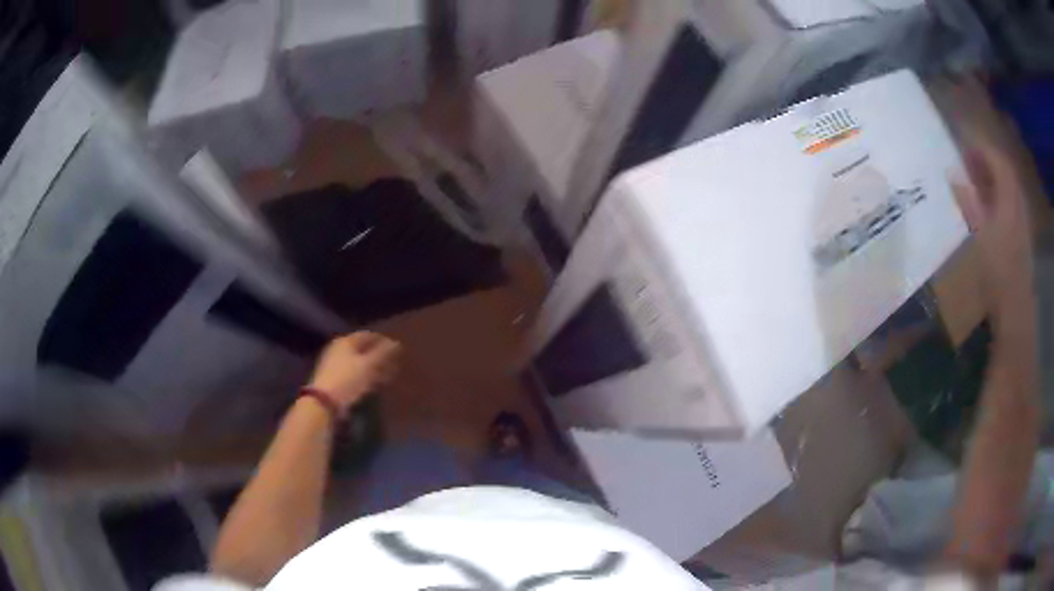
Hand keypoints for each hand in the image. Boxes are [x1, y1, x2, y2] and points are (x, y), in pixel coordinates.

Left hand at [308, 332, 401, 411]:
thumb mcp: (369, 365)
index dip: (384, 341)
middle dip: (379, 356)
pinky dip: (365, 377)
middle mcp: (338, 349)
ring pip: (359, 362)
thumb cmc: (348, 379)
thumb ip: (383, 353)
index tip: (397, 350)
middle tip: (394, 364)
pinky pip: (354, 373)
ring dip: (373, 368)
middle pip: (363, 349)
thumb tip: (396, 343)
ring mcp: (335, 364)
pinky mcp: (334, 379)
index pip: (368, 335)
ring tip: (387, 376)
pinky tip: (374, 385)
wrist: (324, 402)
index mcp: (346, 341)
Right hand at [951, 143, 1033, 326]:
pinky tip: (988, 203)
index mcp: (1009, 196)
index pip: (996, 158)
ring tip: (975, 179)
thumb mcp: (980, 235)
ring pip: (1007, 184)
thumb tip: (952, 172)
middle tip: (966, 159)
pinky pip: (1010, 200)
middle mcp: (1018, 200)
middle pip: (1004, 168)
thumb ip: (968, 200)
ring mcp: (1021, 217)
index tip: (961, 141)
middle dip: (986, 158)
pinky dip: (998, 193)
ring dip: (992, 176)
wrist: (1015, 308)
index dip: (979, 146)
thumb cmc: (998, 271)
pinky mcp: (1021, 232)